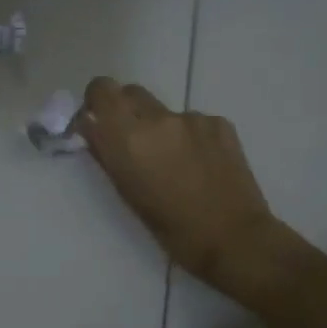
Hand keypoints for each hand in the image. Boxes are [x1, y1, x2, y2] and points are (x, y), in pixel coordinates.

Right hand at [75, 77, 285, 298]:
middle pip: (130, 92)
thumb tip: (92, 128)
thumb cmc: (171, 228)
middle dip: (125, 111)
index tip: (98, 121)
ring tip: (174, 162)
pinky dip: (189, 136)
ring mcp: (192, 118)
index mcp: (128, 137)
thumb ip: (106, 153)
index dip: (96, 101)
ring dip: (159, 127)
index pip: (101, 89)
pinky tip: (201, 165)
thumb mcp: (127, 193)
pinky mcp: (219, 123)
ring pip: (163, 110)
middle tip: (132, 141)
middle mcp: (158, 118)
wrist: (234, 238)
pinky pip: (193, 121)